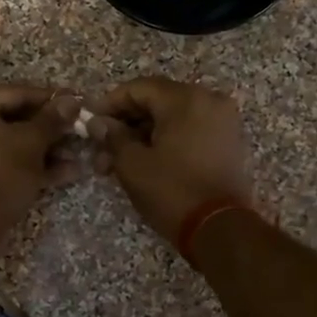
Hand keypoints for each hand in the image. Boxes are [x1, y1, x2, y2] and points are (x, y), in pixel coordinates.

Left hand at [0, 84, 82, 243]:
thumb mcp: (31, 143)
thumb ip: (52, 119)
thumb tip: (72, 100)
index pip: (16, 92)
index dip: (51, 99)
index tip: (78, 102)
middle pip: (11, 117)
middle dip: (48, 129)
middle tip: (78, 130)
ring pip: (6, 141)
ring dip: (42, 149)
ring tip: (77, 155)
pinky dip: (25, 163)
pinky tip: (63, 172)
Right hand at [93, 77, 254, 246]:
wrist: (220, 229)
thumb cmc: (172, 191)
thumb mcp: (132, 164)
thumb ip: (112, 136)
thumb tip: (98, 123)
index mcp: (185, 99)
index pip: (138, 88)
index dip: (110, 103)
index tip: (90, 121)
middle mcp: (208, 100)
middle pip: (156, 101)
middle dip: (125, 124)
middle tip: (100, 148)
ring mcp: (221, 120)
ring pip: (171, 118)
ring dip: (142, 135)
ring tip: (115, 164)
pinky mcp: (227, 141)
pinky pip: (189, 130)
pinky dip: (165, 140)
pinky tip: (143, 161)